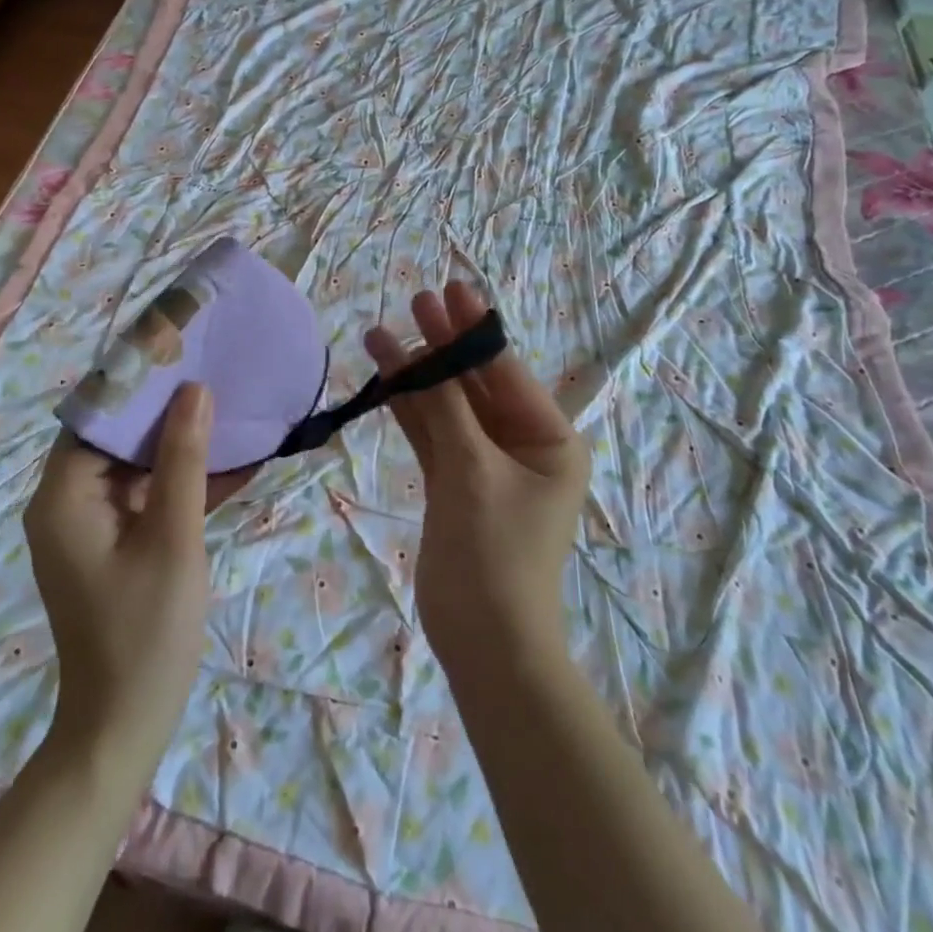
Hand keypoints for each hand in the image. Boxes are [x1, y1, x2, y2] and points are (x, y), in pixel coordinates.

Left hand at [24, 384, 217, 772]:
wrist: (124, 726)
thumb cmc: (146, 630)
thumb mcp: (173, 537)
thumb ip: (183, 460)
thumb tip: (194, 390)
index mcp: (64, 497)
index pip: (94, 416)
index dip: (134, 380)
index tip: (178, 350)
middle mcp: (66, 503)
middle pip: (114, 437)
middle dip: (163, 407)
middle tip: (211, 372)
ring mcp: (88, 527)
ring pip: (133, 466)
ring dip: (178, 444)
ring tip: (227, 408)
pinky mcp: (111, 545)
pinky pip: (144, 497)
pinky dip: (180, 483)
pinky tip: (230, 465)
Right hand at [365, 283, 589, 669]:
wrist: (484, 641)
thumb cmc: (496, 553)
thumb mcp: (473, 472)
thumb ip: (447, 409)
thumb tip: (427, 351)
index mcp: (549, 438)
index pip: (506, 371)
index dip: (475, 330)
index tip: (450, 290)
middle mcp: (521, 444)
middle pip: (475, 382)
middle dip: (444, 344)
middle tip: (416, 300)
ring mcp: (484, 462)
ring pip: (448, 405)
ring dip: (418, 372)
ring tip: (383, 331)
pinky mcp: (454, 481)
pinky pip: (431, 433)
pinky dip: (408, 407)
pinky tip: (383, 374)